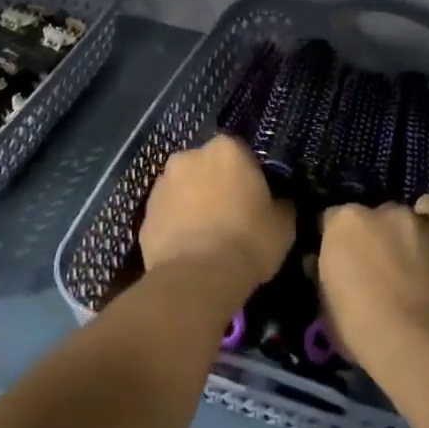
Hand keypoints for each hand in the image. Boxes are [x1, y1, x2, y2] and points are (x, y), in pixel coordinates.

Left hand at [139, 135, 293, 304]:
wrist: (197, 278)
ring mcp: (162, 184)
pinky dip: (176, 225)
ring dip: (193, 203)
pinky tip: (189, 250)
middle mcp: (188, 157)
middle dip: (216, 184)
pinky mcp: (144, 214)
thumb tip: (278, 201)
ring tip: (207, 236)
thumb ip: (280, 202)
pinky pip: (167, 215)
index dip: (249, 175)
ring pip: (184, 189)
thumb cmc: (248, 241)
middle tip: (231, 215)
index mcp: (226, 149)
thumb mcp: (284, 223)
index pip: (241, 153)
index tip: (255, 198)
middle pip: (207, 167)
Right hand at [316, 195, 428, 373]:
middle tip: (390, 263)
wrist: (421, 344)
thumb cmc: (362, 328)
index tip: (345, 259)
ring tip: (428, 247)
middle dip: (386, 231)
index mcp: (348, 222)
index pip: (335, 217)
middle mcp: (390, 212)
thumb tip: (321, 263)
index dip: (341, 238)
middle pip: (385, 211)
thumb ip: (325, 276)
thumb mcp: (327, 307)